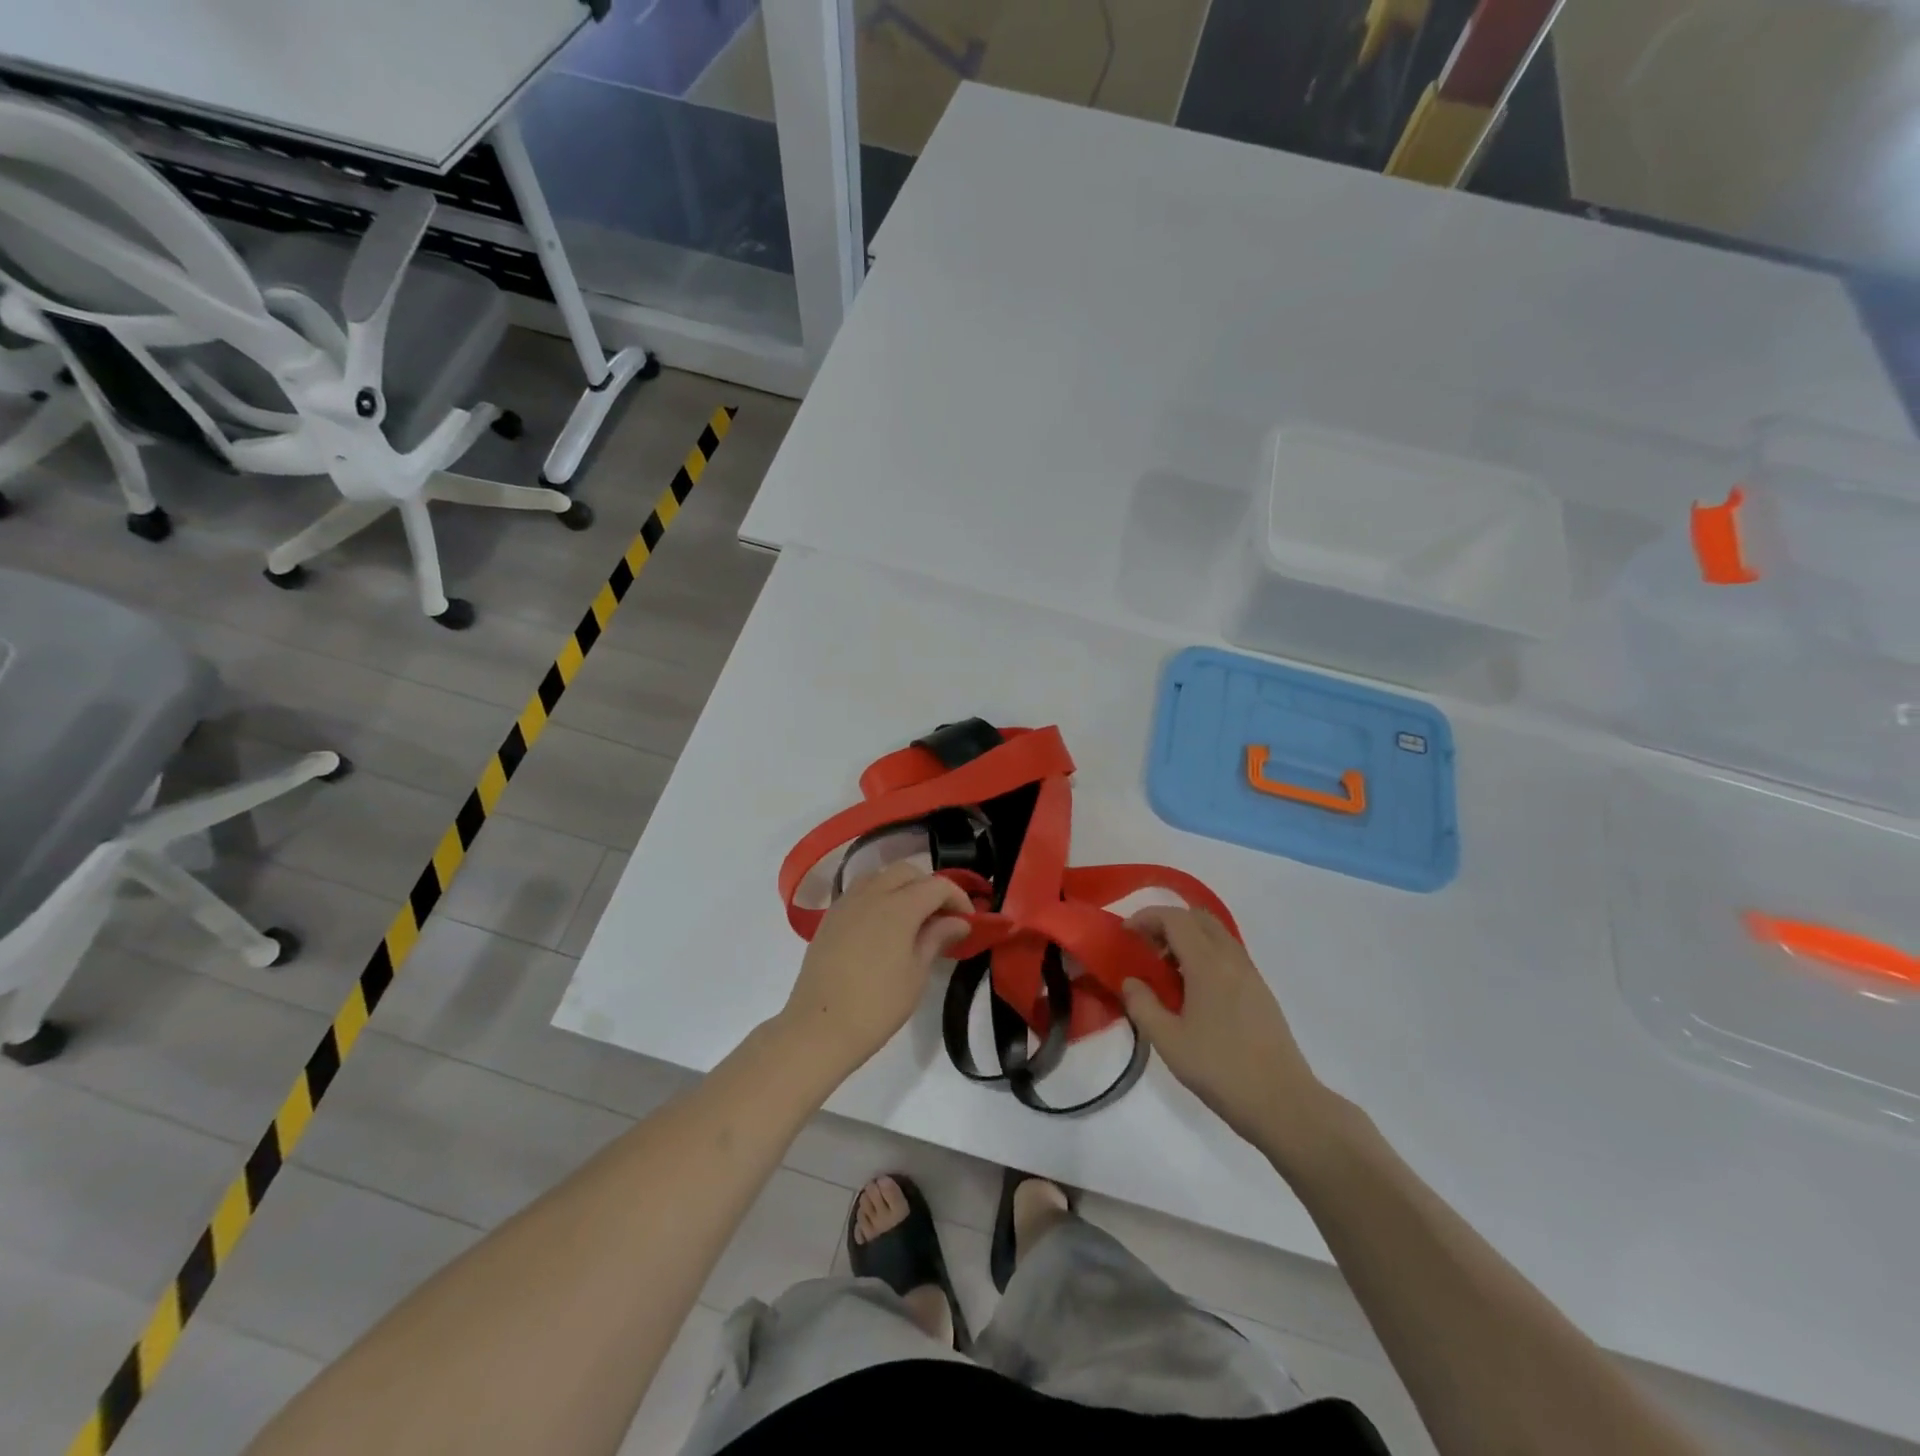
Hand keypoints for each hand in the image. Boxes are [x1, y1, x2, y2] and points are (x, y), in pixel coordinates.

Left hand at [780, 862, 971, 1077]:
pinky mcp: (829, 917)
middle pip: (907, 872)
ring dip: (901, 887)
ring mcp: (846, 903)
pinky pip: (859, 892)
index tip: (968, 921)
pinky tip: (882, 926)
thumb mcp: (917, 973)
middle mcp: (872, 894)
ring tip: (911, 918)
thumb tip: (959, 921)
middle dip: (929, 887)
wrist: (819, 1026)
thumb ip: (937, 938)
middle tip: (941, 917)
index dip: (958, 898)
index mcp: (899, 906)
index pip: (937, 885)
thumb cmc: (878, 1005)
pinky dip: (877, 896)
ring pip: (880, 876)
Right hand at [1121, 907, 1342, 1164]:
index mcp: (1208, 965)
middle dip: (1168, 922)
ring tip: (1167, 970)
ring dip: (1188, 937)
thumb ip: (1143, 1005)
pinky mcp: (1261, 991)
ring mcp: (1251, 974)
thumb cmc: (1220, 1070)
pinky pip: (1229, 954)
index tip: (1126, 933)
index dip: (1147, 918)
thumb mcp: (1168, 1041)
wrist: (1283, 1103)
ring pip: (1216, 934)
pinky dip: (1205, 954)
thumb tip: (1131, 981)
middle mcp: (1232, 959)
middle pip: (1199, 918)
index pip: (1175, 919)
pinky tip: (1194, 989)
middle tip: (1147, 947)